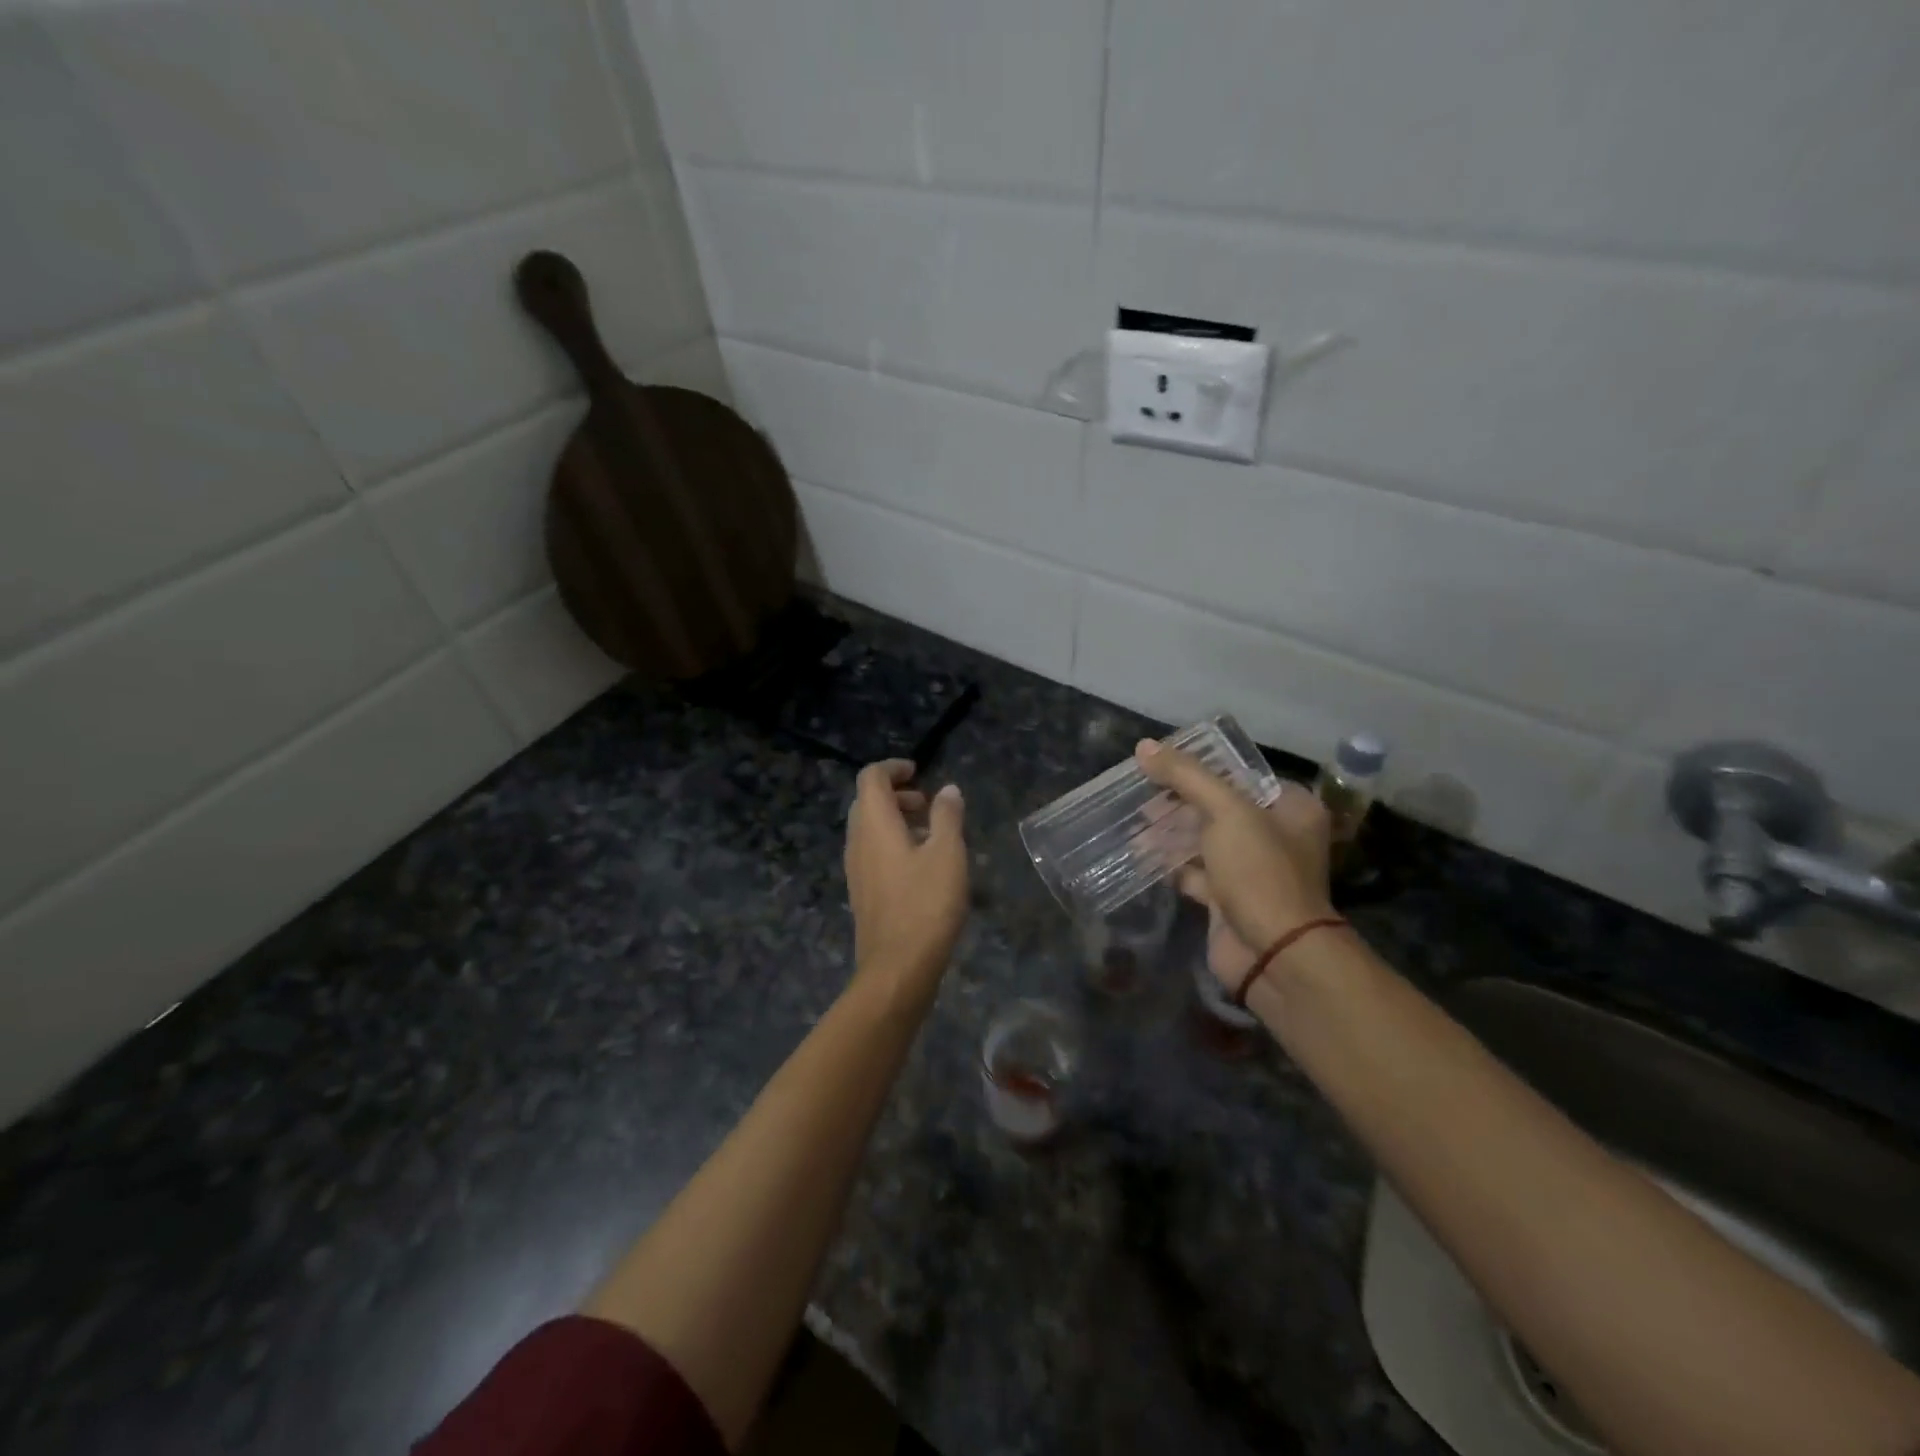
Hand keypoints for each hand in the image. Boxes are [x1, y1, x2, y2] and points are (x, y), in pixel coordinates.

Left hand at [844, 760, 968, 1007]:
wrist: (897, 968)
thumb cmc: (926, 904)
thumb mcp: (947, 854)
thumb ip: (947, 816)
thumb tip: (948, 790)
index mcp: (874, 824)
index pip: (871, 777)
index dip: (893, 768)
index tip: (919, 772)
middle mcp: (858, 841)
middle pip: (867, 802)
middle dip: (897, 794)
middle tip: (928, 804)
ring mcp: (856, 869)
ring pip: (869, 829)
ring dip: (896, 820)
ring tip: (931, 834)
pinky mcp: (862, 892)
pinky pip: (872, 852)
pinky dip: (892, 844)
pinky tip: (922, 866)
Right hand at [1135, 738, 1332, 986]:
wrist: (1274, 954)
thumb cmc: (1260, 871)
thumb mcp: (1226, 811)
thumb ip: (1186, 776)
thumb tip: (1143, 746)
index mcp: (1290, 807)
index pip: (1240, 775)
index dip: (1201, 767)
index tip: (1162, 764)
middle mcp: (1276, 836)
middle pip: (1218, 807)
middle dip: (1178, 802)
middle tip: (1141, 794)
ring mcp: (1252, 870)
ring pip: (1204, 840)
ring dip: (1170, 833)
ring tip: (1134, 823)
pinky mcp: (1229, 899)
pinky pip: (1195, 872)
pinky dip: (1169, 864)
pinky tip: (1141, 854)